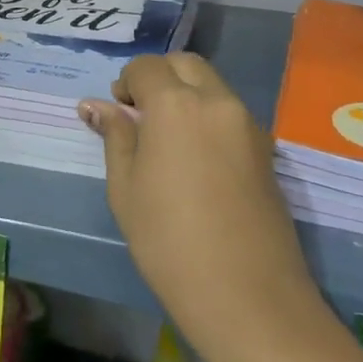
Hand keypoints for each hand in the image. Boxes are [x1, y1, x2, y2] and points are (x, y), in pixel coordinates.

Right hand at [79, 53, 321, 361]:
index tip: (119, 111)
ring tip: (169, 138)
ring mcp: (248, 123)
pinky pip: (231, 112)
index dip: (127, 82)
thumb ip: (115, 137)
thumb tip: (95, 105)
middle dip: (160, 76)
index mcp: (176, 104)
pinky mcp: (267, 149)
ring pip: (213, 85)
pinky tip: (198, 157)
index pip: (147, 67)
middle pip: (186, 64)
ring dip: (187, 93)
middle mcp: (216, 100)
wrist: (249, 297)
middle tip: (141, 114)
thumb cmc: (170, 242)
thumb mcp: (126, 189)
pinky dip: (210, 115)